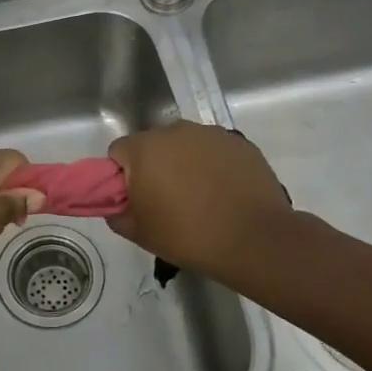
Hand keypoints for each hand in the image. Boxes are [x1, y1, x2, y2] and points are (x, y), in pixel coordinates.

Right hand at [107, 121, 294, 276]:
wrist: (254, 239)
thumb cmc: (188, 235)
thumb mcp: (139, 233)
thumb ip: (117, 214)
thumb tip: (117, 206)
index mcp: (144, 148)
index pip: (118, 152)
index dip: (121, 176)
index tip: (134, 198)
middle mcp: (175, 131)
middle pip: (152, 144)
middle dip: (153, 166)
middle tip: (165, 199)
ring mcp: (210, 134)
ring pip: (184, 145)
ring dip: (184, 163)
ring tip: (198, 196)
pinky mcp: (239, 143)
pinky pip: (213, 151)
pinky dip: (212, 165)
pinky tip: (223, 192)